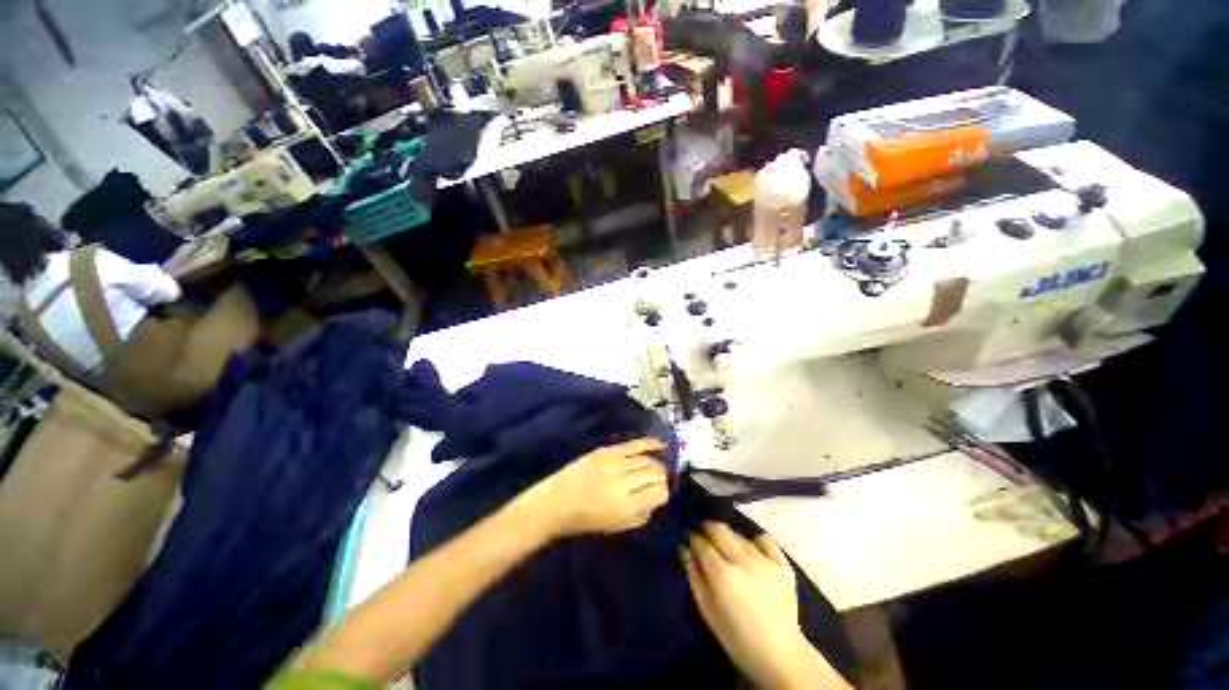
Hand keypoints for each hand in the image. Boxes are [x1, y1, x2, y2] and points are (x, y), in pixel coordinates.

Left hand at [515, 438, 669, 539]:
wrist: (557, 501)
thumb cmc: (588, 519)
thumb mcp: (619, 527)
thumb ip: (643, 514)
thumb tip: (657, 495)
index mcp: (626, 507)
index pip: (660, 492)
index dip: (663, 492)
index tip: (660, 494)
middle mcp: (622, 482)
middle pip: (655, 472)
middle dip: (661, 476)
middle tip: (658, 481)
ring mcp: (614, 463)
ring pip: (646, 458)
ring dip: (655, 462)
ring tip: (657, 466)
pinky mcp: (606, 450)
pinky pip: (634, 444)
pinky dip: (649, 443)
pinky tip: (661, 444)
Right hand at [683, 523, 848, 689]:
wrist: (780, 656)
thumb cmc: (737, 638)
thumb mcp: (707, 611)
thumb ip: (694, 577)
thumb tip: (685, 550)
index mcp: (722, 575)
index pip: (702, 543)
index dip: (694, 540)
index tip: (691, 542)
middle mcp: (743, 561)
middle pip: (719, 530)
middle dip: (708, 529)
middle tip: (704, 536)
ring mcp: (765, 561)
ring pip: (739, 536)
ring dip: (729, 538)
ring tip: (727, 549)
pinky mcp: (782, 565)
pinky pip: (765, 541)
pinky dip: (756, 542)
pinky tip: (753, 552)